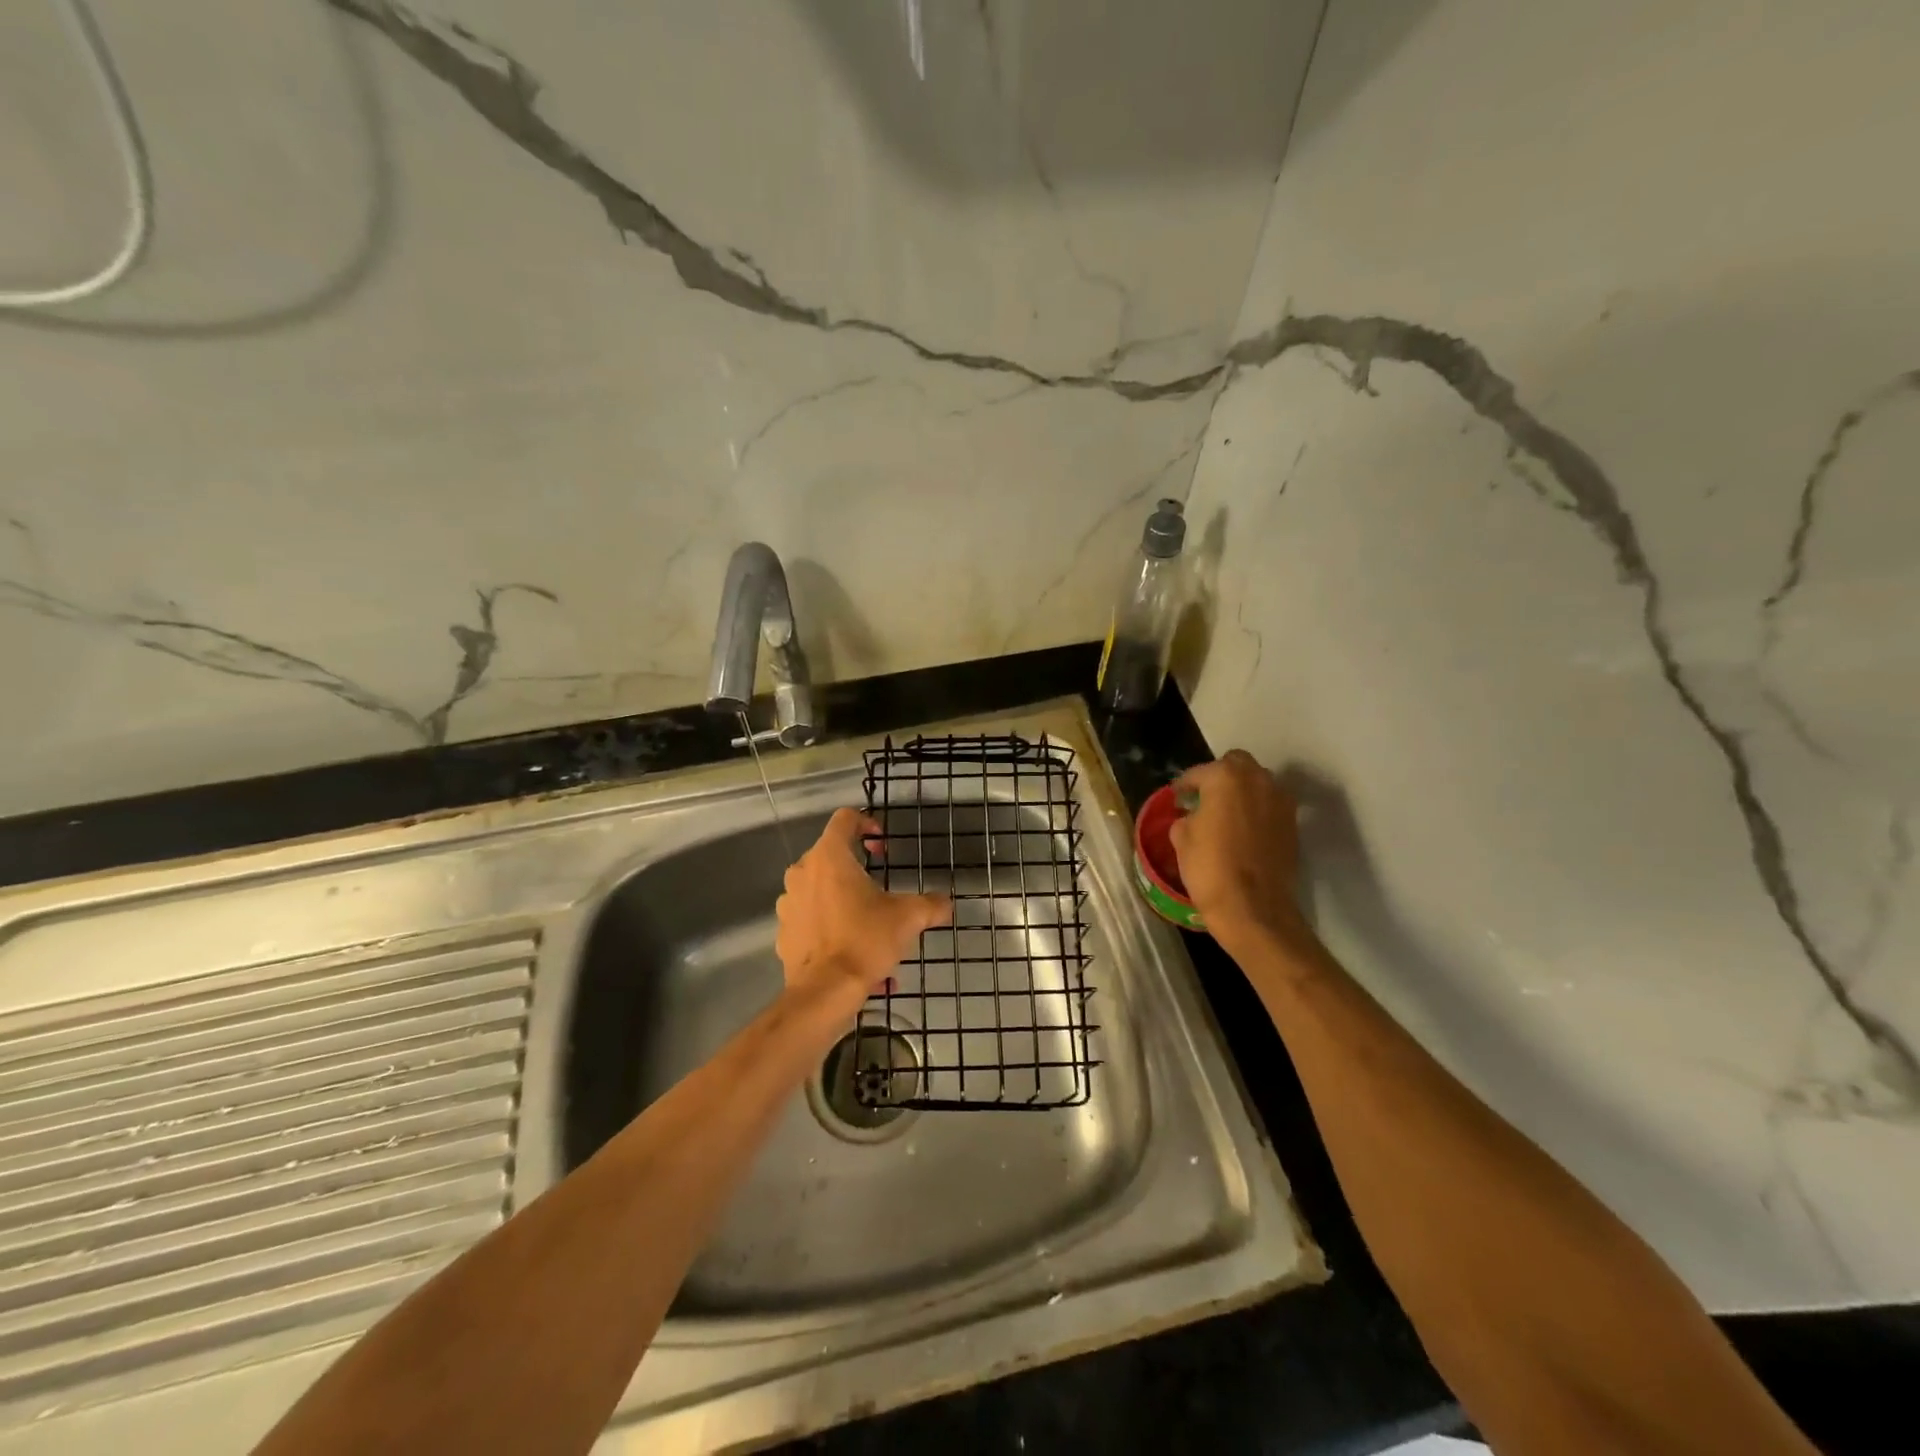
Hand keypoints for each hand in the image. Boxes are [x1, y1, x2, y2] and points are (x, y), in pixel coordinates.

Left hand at [776, 808, 950, 1007]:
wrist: (824, 991)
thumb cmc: (865, 940)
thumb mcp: (908, 918)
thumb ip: (931, 904)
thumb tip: (946, 903)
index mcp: (829, 857)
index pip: (844, 819)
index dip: (867, 823)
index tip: (883, 847)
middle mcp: (802, 872)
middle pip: (832, 856)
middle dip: (858, 871)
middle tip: (882, 892)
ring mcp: (789, 902)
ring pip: (821, 890)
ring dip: (845, 902)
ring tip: (871, 929)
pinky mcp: (784, 931)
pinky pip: (811, 920)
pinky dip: (831, 928)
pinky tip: (854, 954)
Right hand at [1168, 750, 1303, 945]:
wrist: (1253, 908)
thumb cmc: (1210, 868)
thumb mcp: (1181, 838)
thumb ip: (1187, 816)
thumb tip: (1193, 815)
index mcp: (1226, 777)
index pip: (1199, 772)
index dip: (1184, 786)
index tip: (1176, 798)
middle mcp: (1258, 780)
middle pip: (1236, 765)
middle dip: (1219, 777)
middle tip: (1203, 798)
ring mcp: (1280, 802)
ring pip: (1258, 783)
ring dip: (1241, 791)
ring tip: (1225, 813)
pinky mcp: (1293, 824)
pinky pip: (1270, 806)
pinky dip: (1256, 810)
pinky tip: (1242, 831)